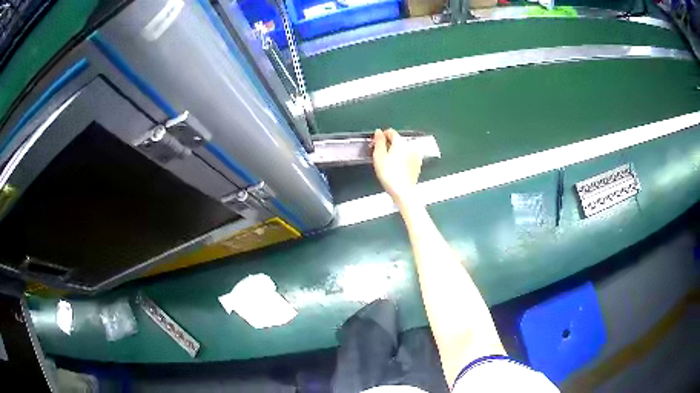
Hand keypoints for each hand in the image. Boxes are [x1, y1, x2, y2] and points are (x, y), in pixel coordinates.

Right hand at [372, 129, 422, 204]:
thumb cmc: (389, 174)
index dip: (381, 136)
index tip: (375, 144)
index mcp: (400, 141)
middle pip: (397, 140)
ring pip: (402, 149)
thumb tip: (378, 132)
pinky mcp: (417, 164)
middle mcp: (410, 146)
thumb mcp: (378, 155)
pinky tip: (396, 167)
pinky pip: (407, 157)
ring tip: (387, 162)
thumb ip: (378, 141)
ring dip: (395, 152)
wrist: (403, 191)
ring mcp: (416, 155)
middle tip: (379, 155)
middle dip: (388, 144)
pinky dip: (401, 158)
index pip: (390, 132)